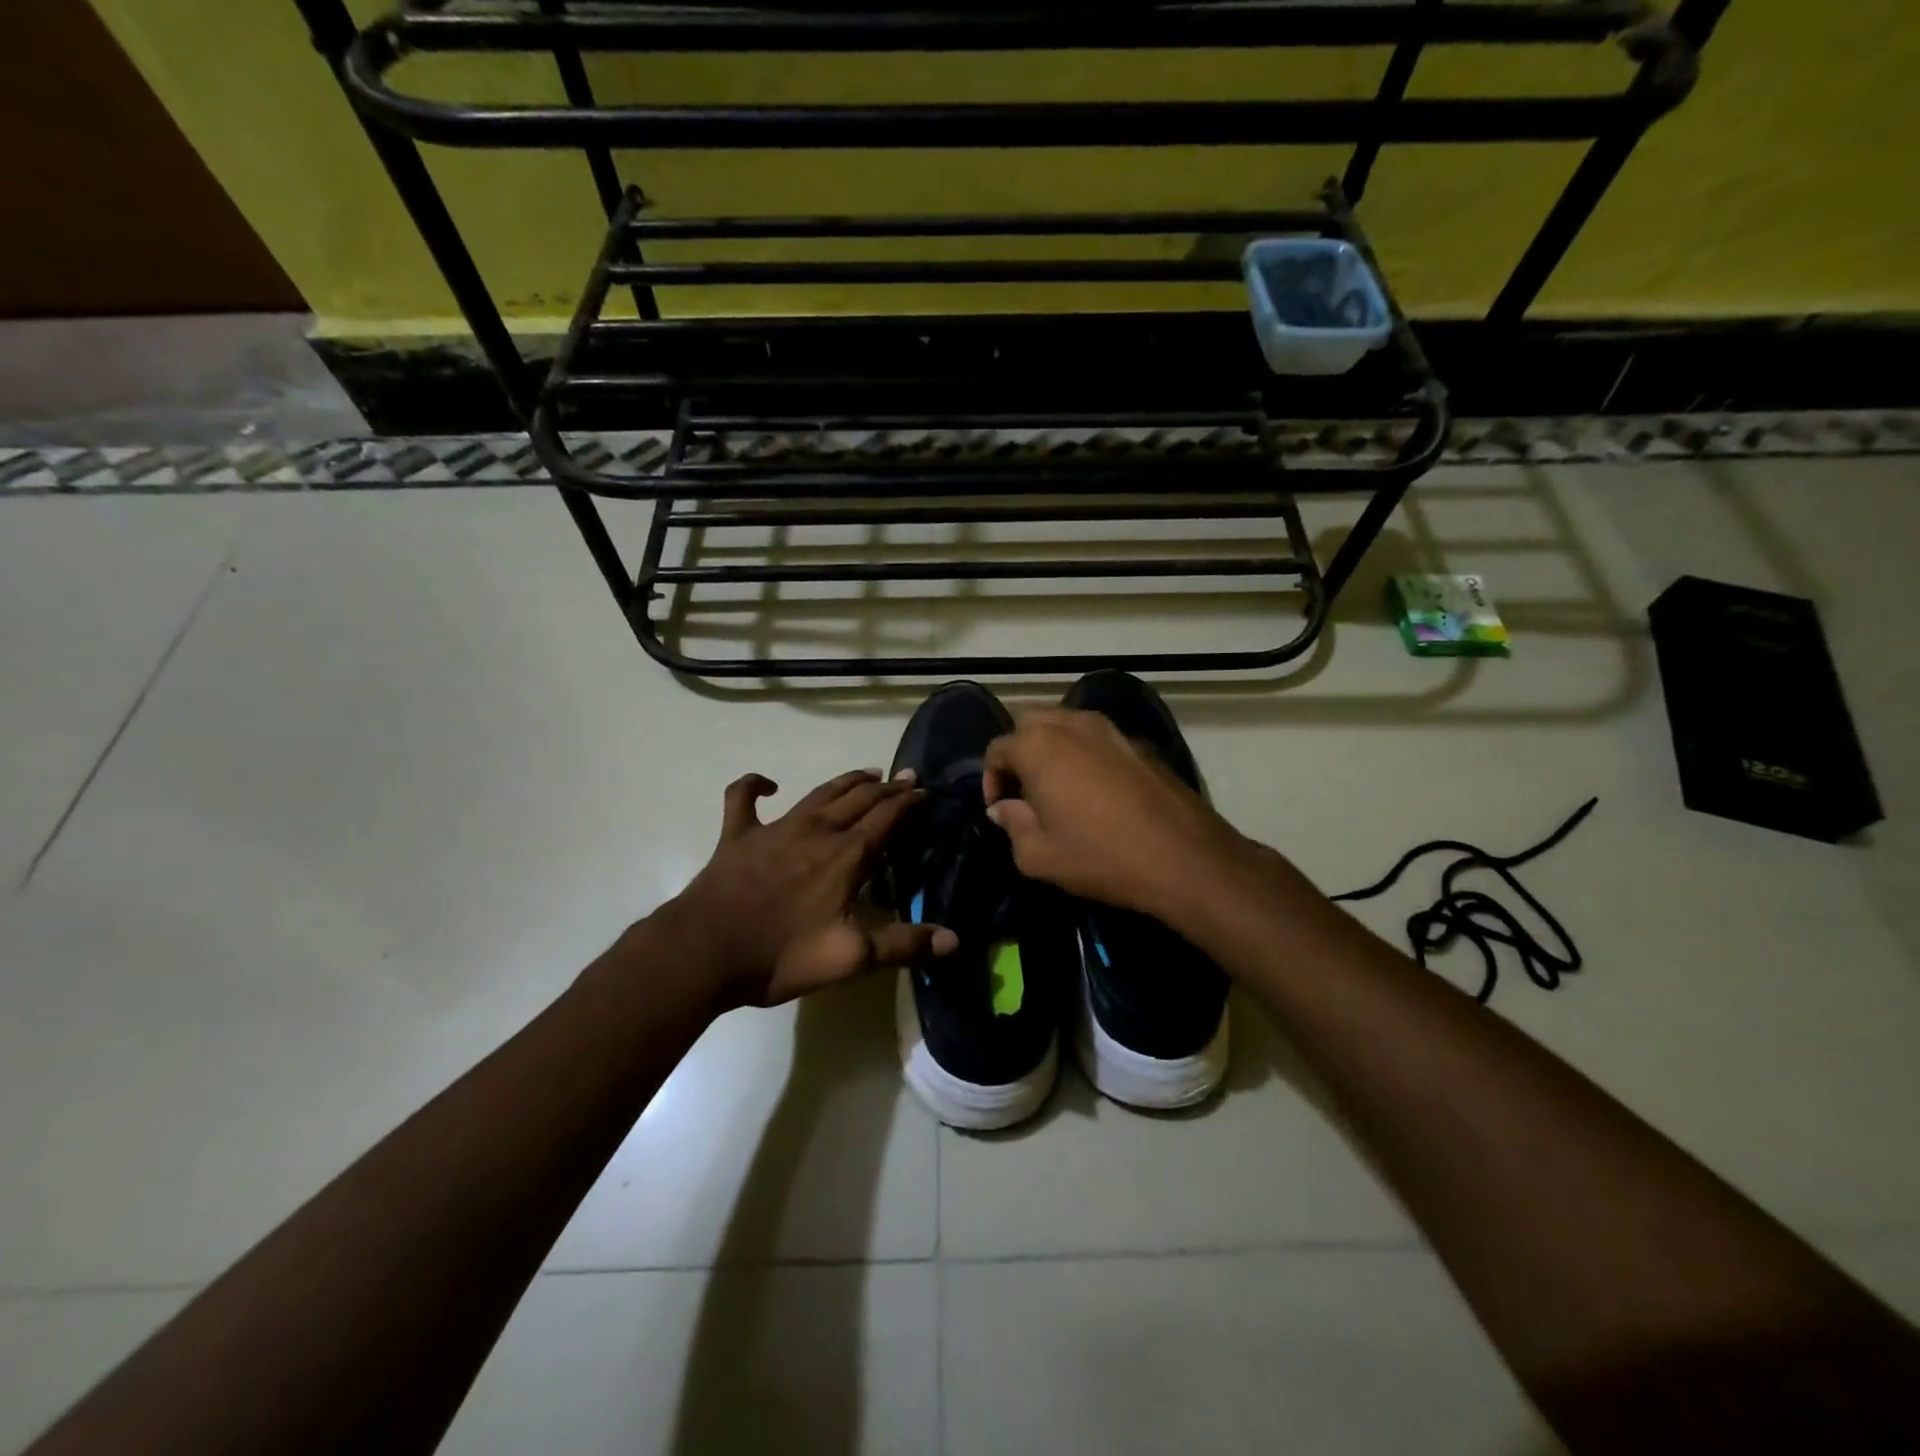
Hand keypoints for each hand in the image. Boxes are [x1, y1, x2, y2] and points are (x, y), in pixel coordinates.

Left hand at [662, 768, 957, 1009]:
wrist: (704, 951)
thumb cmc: (780, 955)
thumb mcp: (850, 958)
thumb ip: (903, 946)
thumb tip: (956, 940)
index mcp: (845, 857)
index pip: (886, 819)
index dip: (908, 804)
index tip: (925, 792)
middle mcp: (816, 832)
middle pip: (858, 800)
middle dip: (886, 787)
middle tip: (906, 777)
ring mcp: (774, 829)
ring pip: (818, 794)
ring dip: (845, 781)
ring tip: (866, 772)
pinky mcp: (738, 836)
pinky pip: (742, 799)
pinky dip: (753, 785)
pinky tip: (766, 784)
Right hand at [982, 709, 1253, 924]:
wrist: (1183, 857)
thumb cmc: (1100, 856)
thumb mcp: (1038, 856)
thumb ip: (1012, 825)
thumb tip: (1005, 808)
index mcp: (1038, 746)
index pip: (998, 748)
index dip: (991, 779)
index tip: (1000, 810)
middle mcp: (1072, 724)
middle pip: (1030, 724)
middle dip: (1020, 753)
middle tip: (1025, 792)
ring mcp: (1110, 729)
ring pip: (1066, 724)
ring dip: (1053, 748)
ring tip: (1058, 788)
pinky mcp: (1139, 743)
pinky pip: (1098, 738)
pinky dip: (1085, 754)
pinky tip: (1096, 791)